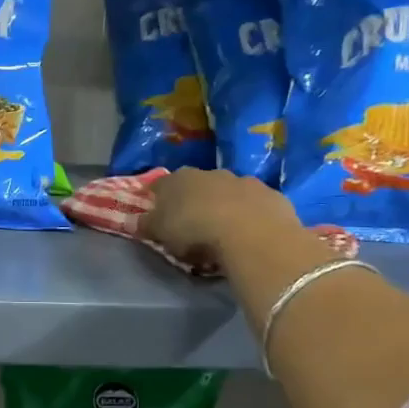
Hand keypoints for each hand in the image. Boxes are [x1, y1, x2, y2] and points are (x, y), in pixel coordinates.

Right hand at [143, 168, 301, 267]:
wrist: (252, 234)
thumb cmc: (195, 231)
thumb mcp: (161, 233)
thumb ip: (147, 225)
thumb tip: (136, 221)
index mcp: (177, 179)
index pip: (160, 185)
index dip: (157, 199)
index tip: (158, 215)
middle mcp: (209, 173)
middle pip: (196, 186)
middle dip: (194, 200)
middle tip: (193, 225)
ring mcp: (244, 181)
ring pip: (228, 192)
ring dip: (225, 206)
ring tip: (225, 231)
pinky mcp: (272, 195)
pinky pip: (256, 205)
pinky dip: (251, 215)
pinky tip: (251, 233)